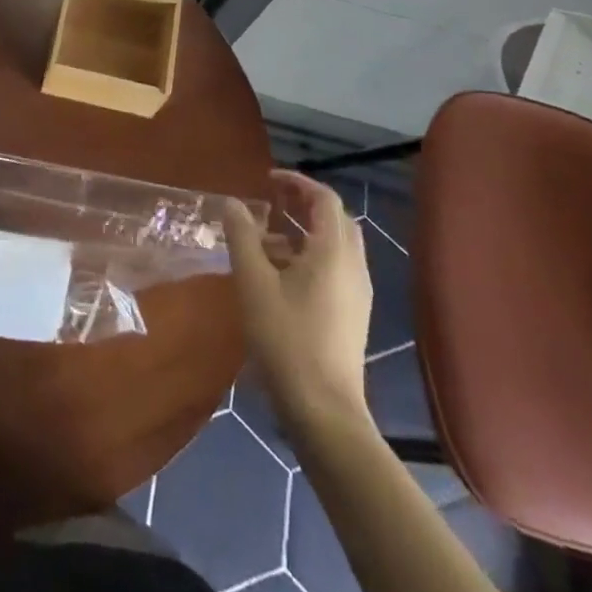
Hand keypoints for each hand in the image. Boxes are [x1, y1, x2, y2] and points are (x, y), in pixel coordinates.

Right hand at [224, 170, 372, 429]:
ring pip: (336, 246)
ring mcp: (357, 293)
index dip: (297, 182)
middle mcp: (353, 265)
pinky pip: (336, 269)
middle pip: (335, 219)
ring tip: (268, 240)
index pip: (324, 198)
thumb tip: (234, 203)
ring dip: (306, 232)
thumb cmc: (286, 338)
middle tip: (272, 203)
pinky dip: (311, 257)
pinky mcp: (353, 315)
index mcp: (333, 251)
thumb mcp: (253, 282)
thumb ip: (242, 236)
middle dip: (304, 205)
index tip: (267, 181)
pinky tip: (281, 277)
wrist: (323, 410)